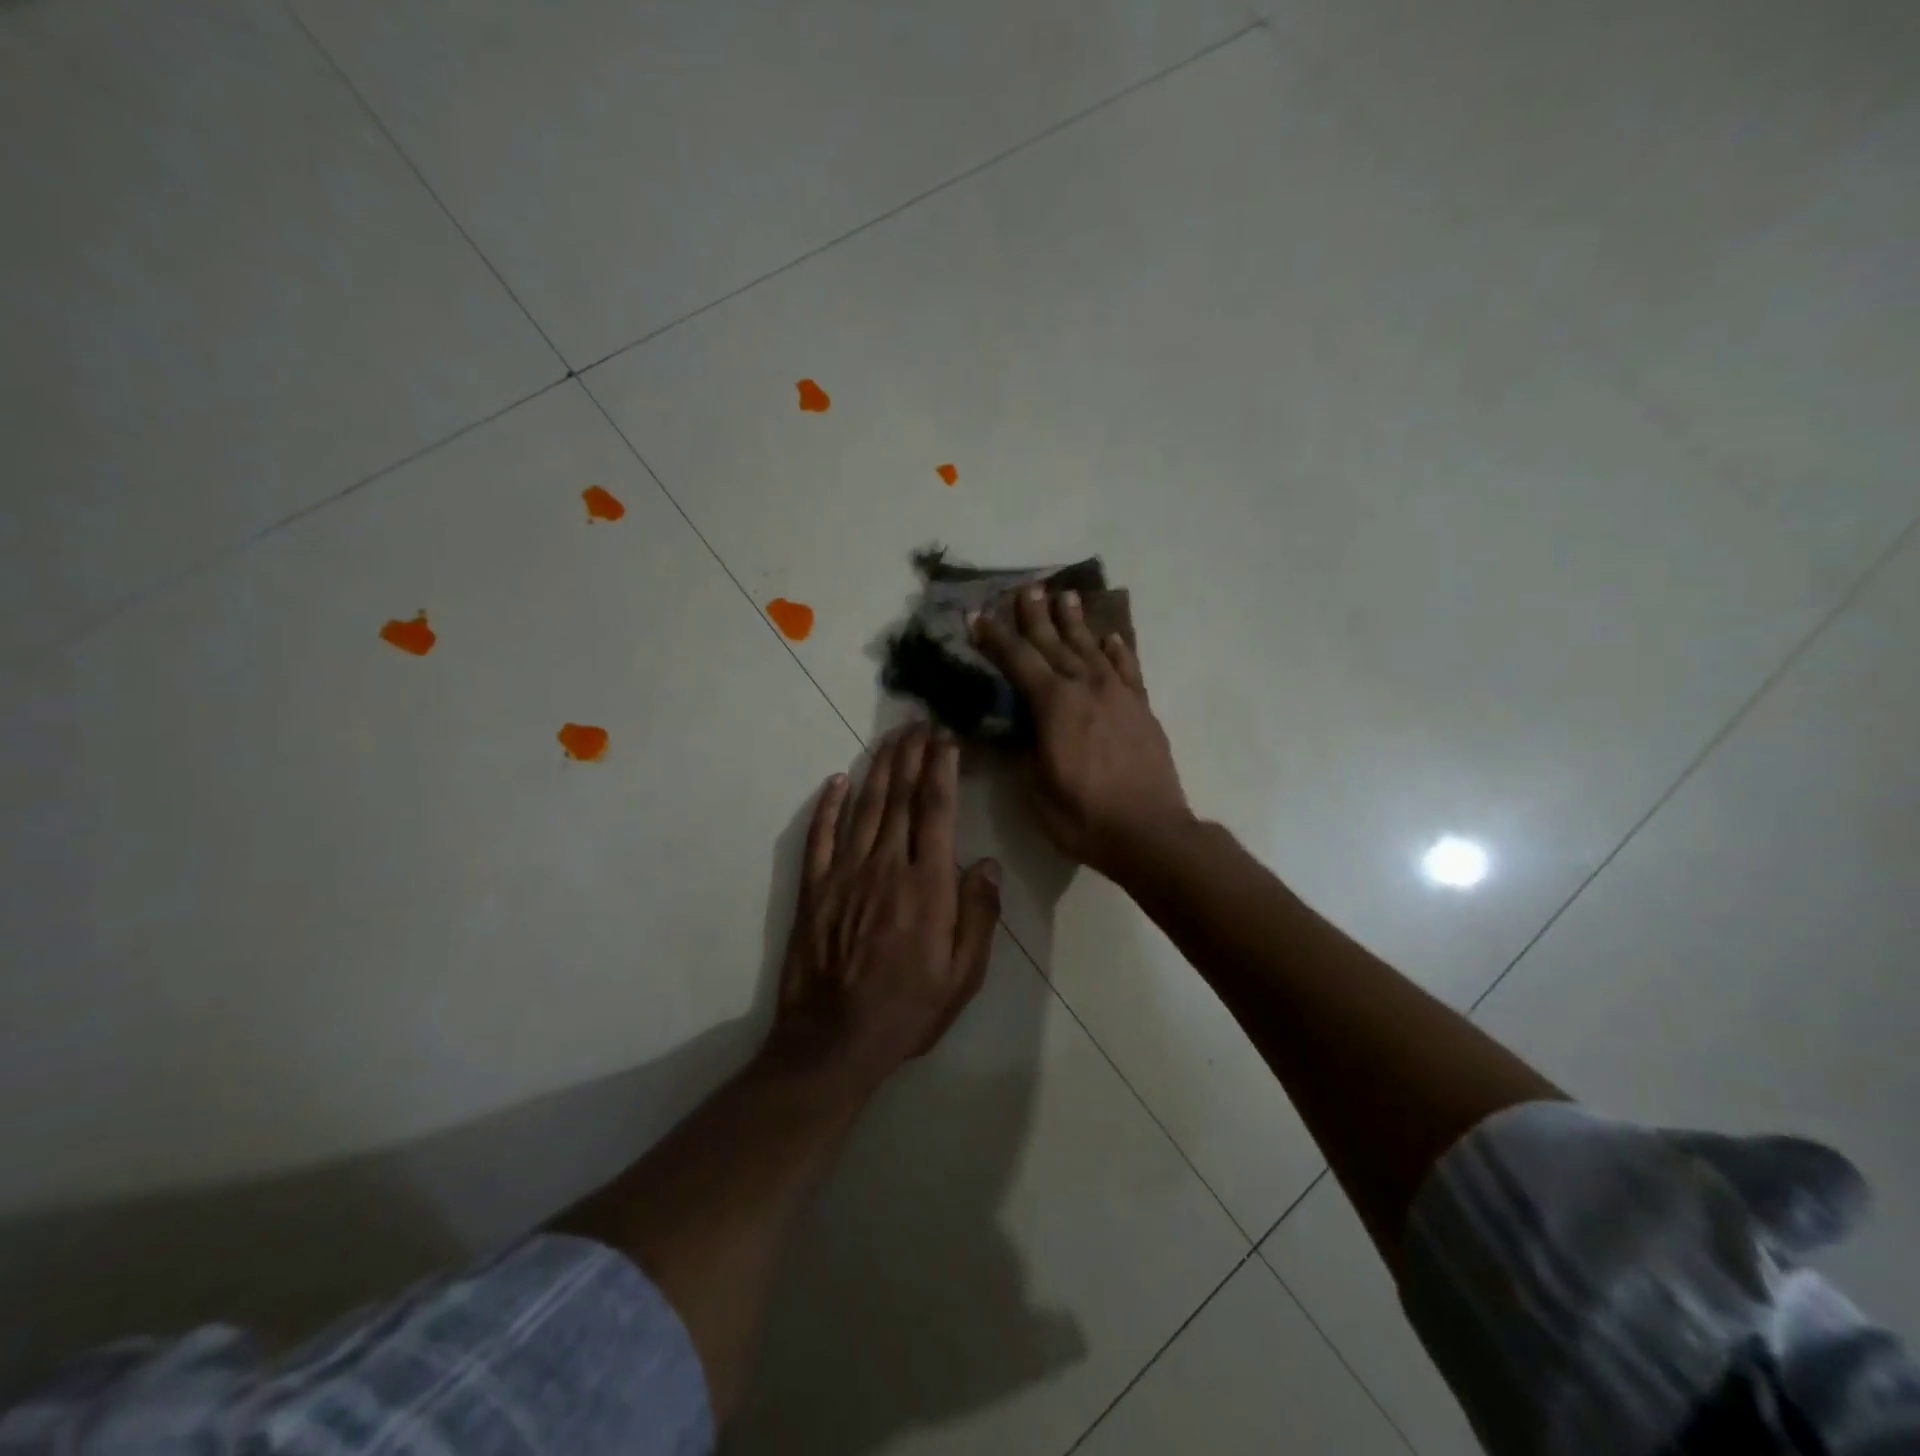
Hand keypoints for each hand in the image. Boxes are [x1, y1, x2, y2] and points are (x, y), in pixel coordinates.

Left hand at [765, 726, 1001, 1090]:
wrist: (835, 1041)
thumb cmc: (908, 1010)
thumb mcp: (963, 975)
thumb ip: (978, 915)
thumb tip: (987, 864)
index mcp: (927, 885)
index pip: (936, 811)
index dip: (942, 769)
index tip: (946, 739)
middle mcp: (886, 867)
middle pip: (900, 797)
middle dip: (911, 755)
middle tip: (918, 722)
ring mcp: (844, 874)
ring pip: (863, 807)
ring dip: (878, 769)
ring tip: (890, 739)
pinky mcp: (814, 889)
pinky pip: (819, 836)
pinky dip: (827, 805)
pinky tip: (836, 780)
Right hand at [973, 585, 1191, 878]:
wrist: (1150, 832)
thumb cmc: (1084, 816)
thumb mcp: (1036, 788)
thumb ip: (1024, 748)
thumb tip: (1015, 725)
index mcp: (1054, 705)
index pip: (1018, 661)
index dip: (996, 637)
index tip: (978, 615)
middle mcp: (1086, 688)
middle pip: (1055, 643)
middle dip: (1036, 616)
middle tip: (1026, 588)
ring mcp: (1119, 695)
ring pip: (1092, 647)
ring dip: (1075, 622)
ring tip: (1065, 596)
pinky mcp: (1142, 708)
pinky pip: (1128, 668)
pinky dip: (1118, 649)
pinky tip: (1111, 636)